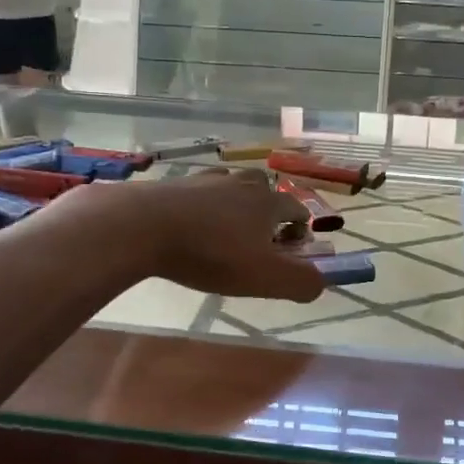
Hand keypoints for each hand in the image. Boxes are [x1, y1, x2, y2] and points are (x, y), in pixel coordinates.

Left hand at [128, 169, 325, 302]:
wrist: (142, 226)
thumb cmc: (211, 253)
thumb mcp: (264, 277)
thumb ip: (300, 282)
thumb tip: (320, 282)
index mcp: (268, 202)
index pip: (297, 210)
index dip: (300, 232)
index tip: (290, 254)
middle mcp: (241, 183)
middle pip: (264, 193)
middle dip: (267, 215)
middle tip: (255, 245)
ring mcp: (205, 180)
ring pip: (230, 191)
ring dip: (233, 210)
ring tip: (222, 236)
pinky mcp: (174, 185)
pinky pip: (197, 195)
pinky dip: (200, 209)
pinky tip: (188, 229)